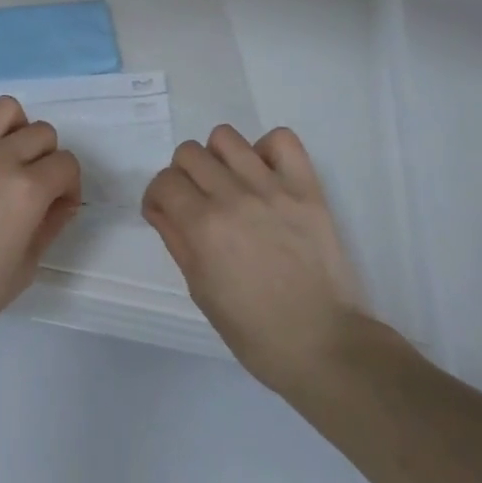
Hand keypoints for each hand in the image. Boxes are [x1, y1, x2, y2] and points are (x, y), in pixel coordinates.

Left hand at [0, 86, 81, 362]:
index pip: (66, 165)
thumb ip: (49, 228)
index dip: (68, 187)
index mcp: (26, 191)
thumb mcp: (23, 271)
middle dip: (45, 160)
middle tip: (28, 188)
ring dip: (12, 129)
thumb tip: (61, 202)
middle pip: (41, 133)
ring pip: (4, 109)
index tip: (56, 206)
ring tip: (0, 154)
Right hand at [142, 125, 363, 395]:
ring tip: (230, 184)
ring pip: (225, 137)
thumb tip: (161, 208)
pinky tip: (266, 176)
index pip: (164, 182)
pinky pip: (281, 139)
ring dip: (218, 158)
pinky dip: (267, 150)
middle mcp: (233, 197)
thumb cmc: (256, 332)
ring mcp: (272, 187)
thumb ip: (177, 241)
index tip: (165, 212)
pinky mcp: (306, 186)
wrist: (324, 345)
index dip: (158, 196)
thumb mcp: (201, 292)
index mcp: (204, 228)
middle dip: (183, 176)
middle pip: (189, 153)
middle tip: (197, 201)